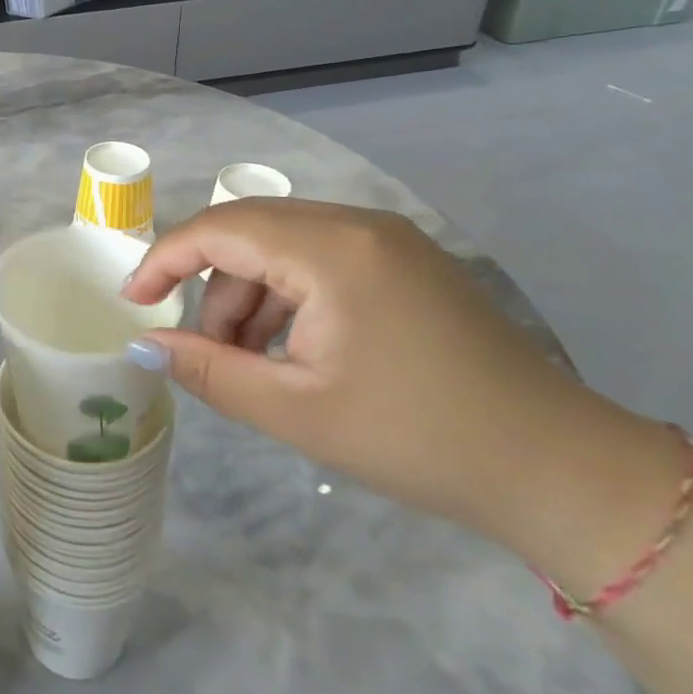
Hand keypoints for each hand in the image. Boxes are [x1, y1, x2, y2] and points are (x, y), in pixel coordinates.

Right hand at [123, 200, 619, 541]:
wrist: (560, 470)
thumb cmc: (417, 438)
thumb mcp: (295, 409)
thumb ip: (207, 369)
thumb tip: (143, 345)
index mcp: (331, 249)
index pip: (219, 229)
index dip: (164, 260)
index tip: (132, 302)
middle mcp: (356, 223)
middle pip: (247, 232)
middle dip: (210, 287)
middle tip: (200, 349)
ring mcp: (386, 239)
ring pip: (280, 246)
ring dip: (249, 296)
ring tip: (252, 364)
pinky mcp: (404, 260)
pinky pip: (318, 259)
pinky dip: (287, 297)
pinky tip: (295, 351)